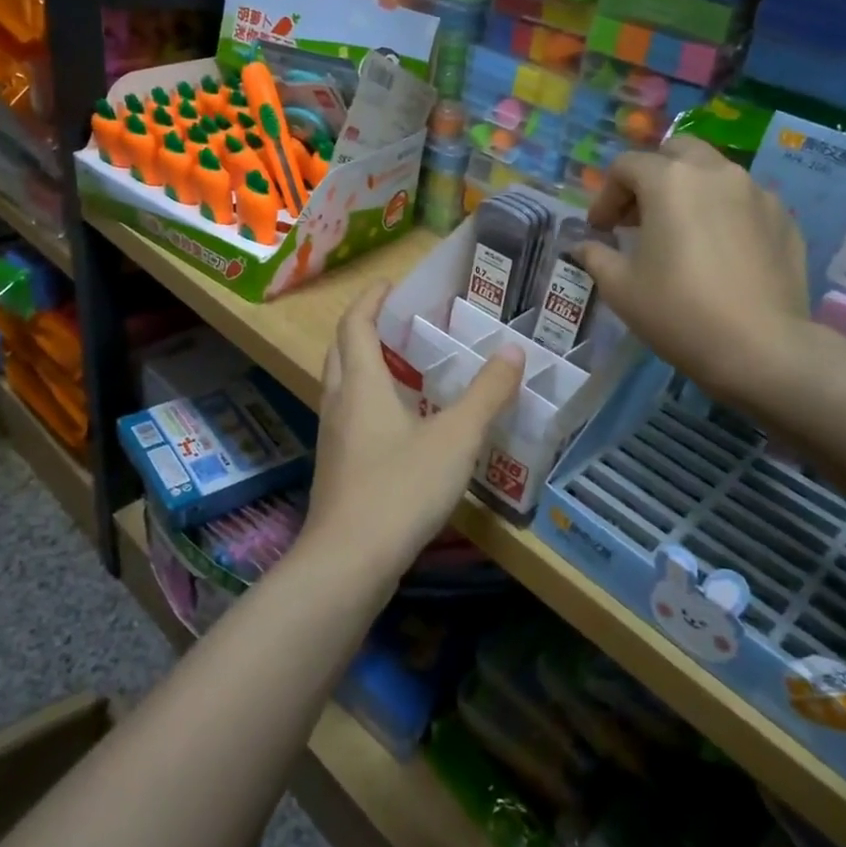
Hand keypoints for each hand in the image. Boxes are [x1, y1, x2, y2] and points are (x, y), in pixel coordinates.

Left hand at [297, 284, 524, 590]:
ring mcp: (333, 437)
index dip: (370, 299)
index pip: (355, 324)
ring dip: (363, 364)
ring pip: (341, 384)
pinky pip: (348, 415)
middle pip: (340, 349)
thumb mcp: (456, 439)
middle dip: (363, 326)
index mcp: (361, 384)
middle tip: (398, 320)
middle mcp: (339, 403)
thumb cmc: (400, 488)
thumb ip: (487, 394)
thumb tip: (513, 350)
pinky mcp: (337, 467)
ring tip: (403, 364)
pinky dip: (367, 399)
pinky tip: (399, 422)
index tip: (390, 284)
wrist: (348, 561)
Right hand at [574, 135, 819, 416]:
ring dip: (688, 192)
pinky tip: (718, 253)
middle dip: (650, 177)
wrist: (760, 348)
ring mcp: (757, 192)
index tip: (600, 230)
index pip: (626, 166)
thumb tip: (584, 246)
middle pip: (675, 153)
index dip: (605, 196)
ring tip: (679, 234)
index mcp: (669, 180)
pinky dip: (723, 213)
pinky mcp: (784, 219)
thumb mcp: (620, 287)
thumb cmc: (677, 311)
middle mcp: (715, 172)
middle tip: (638, 217)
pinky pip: (744, 202)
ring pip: (714, 174)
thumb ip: (596, 256)